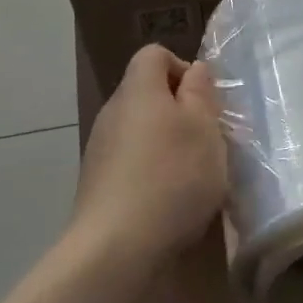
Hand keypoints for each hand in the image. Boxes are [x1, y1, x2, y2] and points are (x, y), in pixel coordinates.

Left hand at [73, 45, 227, 267]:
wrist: (115, 248)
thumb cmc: (171, 177)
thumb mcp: (204, 127)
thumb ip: (200, 92)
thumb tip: (194, 70)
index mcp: (138, 89)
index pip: (154, 54)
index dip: (182, 68)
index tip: (204, 101)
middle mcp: (112, 112)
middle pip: (147, 93)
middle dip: (179, 111)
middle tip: (206, 140)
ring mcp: (100, 149)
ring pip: (140, 130)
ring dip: (166, 144)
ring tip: (191, 177)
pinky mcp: (96, 185)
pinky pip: (130, 162)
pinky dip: (150, 172)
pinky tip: (167, 202)